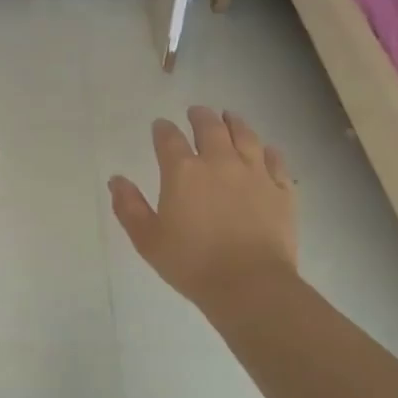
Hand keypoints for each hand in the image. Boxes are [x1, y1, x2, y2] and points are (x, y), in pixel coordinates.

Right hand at [109, 106, 297, 308]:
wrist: (250, 285)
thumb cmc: (192, 264)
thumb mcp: (148, 239)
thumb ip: (129, 206)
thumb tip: (116, 179)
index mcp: (183, 171)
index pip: (169, 138)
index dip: (163, 129)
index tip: (160, 126)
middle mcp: (219, 162)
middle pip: (210, 127)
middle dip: (200, 116)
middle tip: (196, 112)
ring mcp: (254, 173)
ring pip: (245, 135)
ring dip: (234, 122)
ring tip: (229, 117)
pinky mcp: (281, 189)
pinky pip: (275, 160)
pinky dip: (267, 150)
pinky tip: (265, 150)